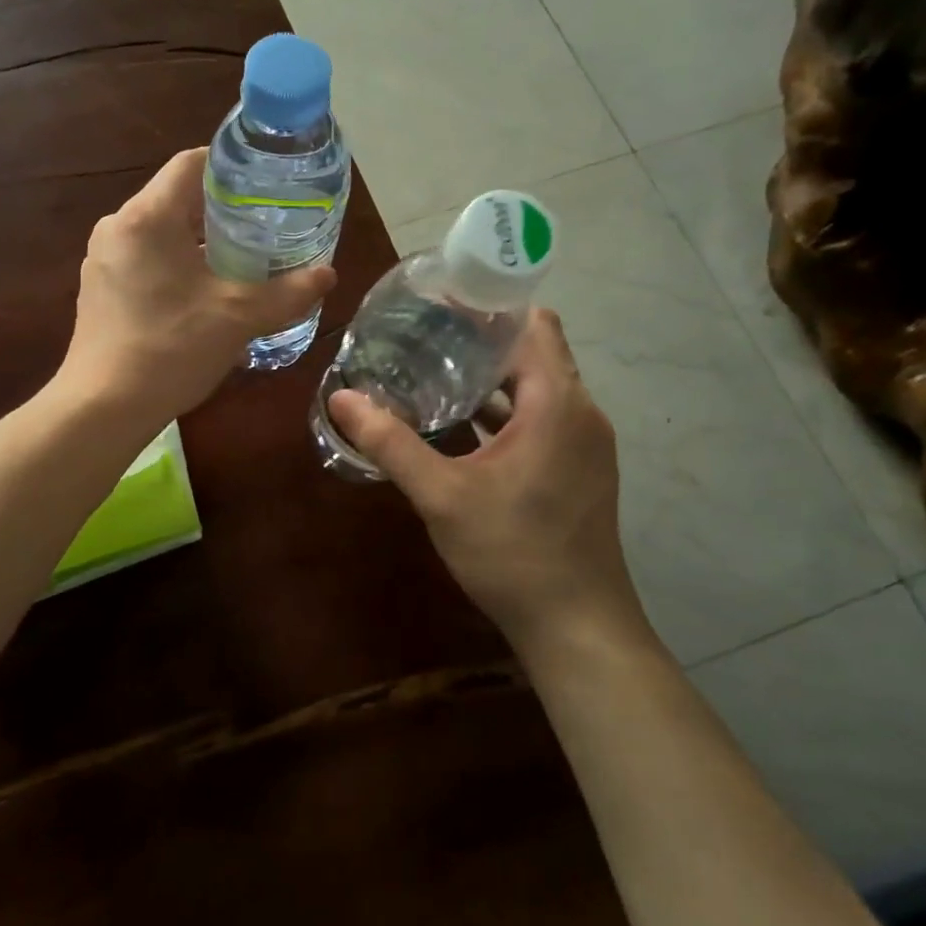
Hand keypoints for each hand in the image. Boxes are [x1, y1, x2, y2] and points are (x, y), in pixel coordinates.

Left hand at [59, 147, 335, 422]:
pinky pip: (143, 261)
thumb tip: (328, 275)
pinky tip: (201, 297)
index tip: (266, 187)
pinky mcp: (99, 290)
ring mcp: (102, 261)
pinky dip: (175, 266)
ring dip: (198, 243)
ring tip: (239, 264)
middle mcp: (117, 228)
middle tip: (263, 229)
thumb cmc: (171, 349)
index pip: (191, 163)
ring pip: (160, 233)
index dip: (232, 167)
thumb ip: (287, 292)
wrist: (103, 408)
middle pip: (176, 198)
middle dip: (221, 211)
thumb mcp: (238, 317)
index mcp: (147, 217)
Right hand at [326, 309, 643, 648]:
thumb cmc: (513, 553)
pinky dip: (505, 409)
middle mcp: (580, 411)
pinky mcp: (578, 467)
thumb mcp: (442, 496)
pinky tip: (460, 421)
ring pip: (537, 386)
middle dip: (481, 338)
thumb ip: (391, 443)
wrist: (577, 626)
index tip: (440, 300)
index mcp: (557, 403)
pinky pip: (542, 417)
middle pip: (533, 351)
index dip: (490, 305)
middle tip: (422, 332)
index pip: (533, 323)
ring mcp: (584, 442)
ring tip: (433, 368)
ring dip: (492, 376)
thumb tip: (341, 398)